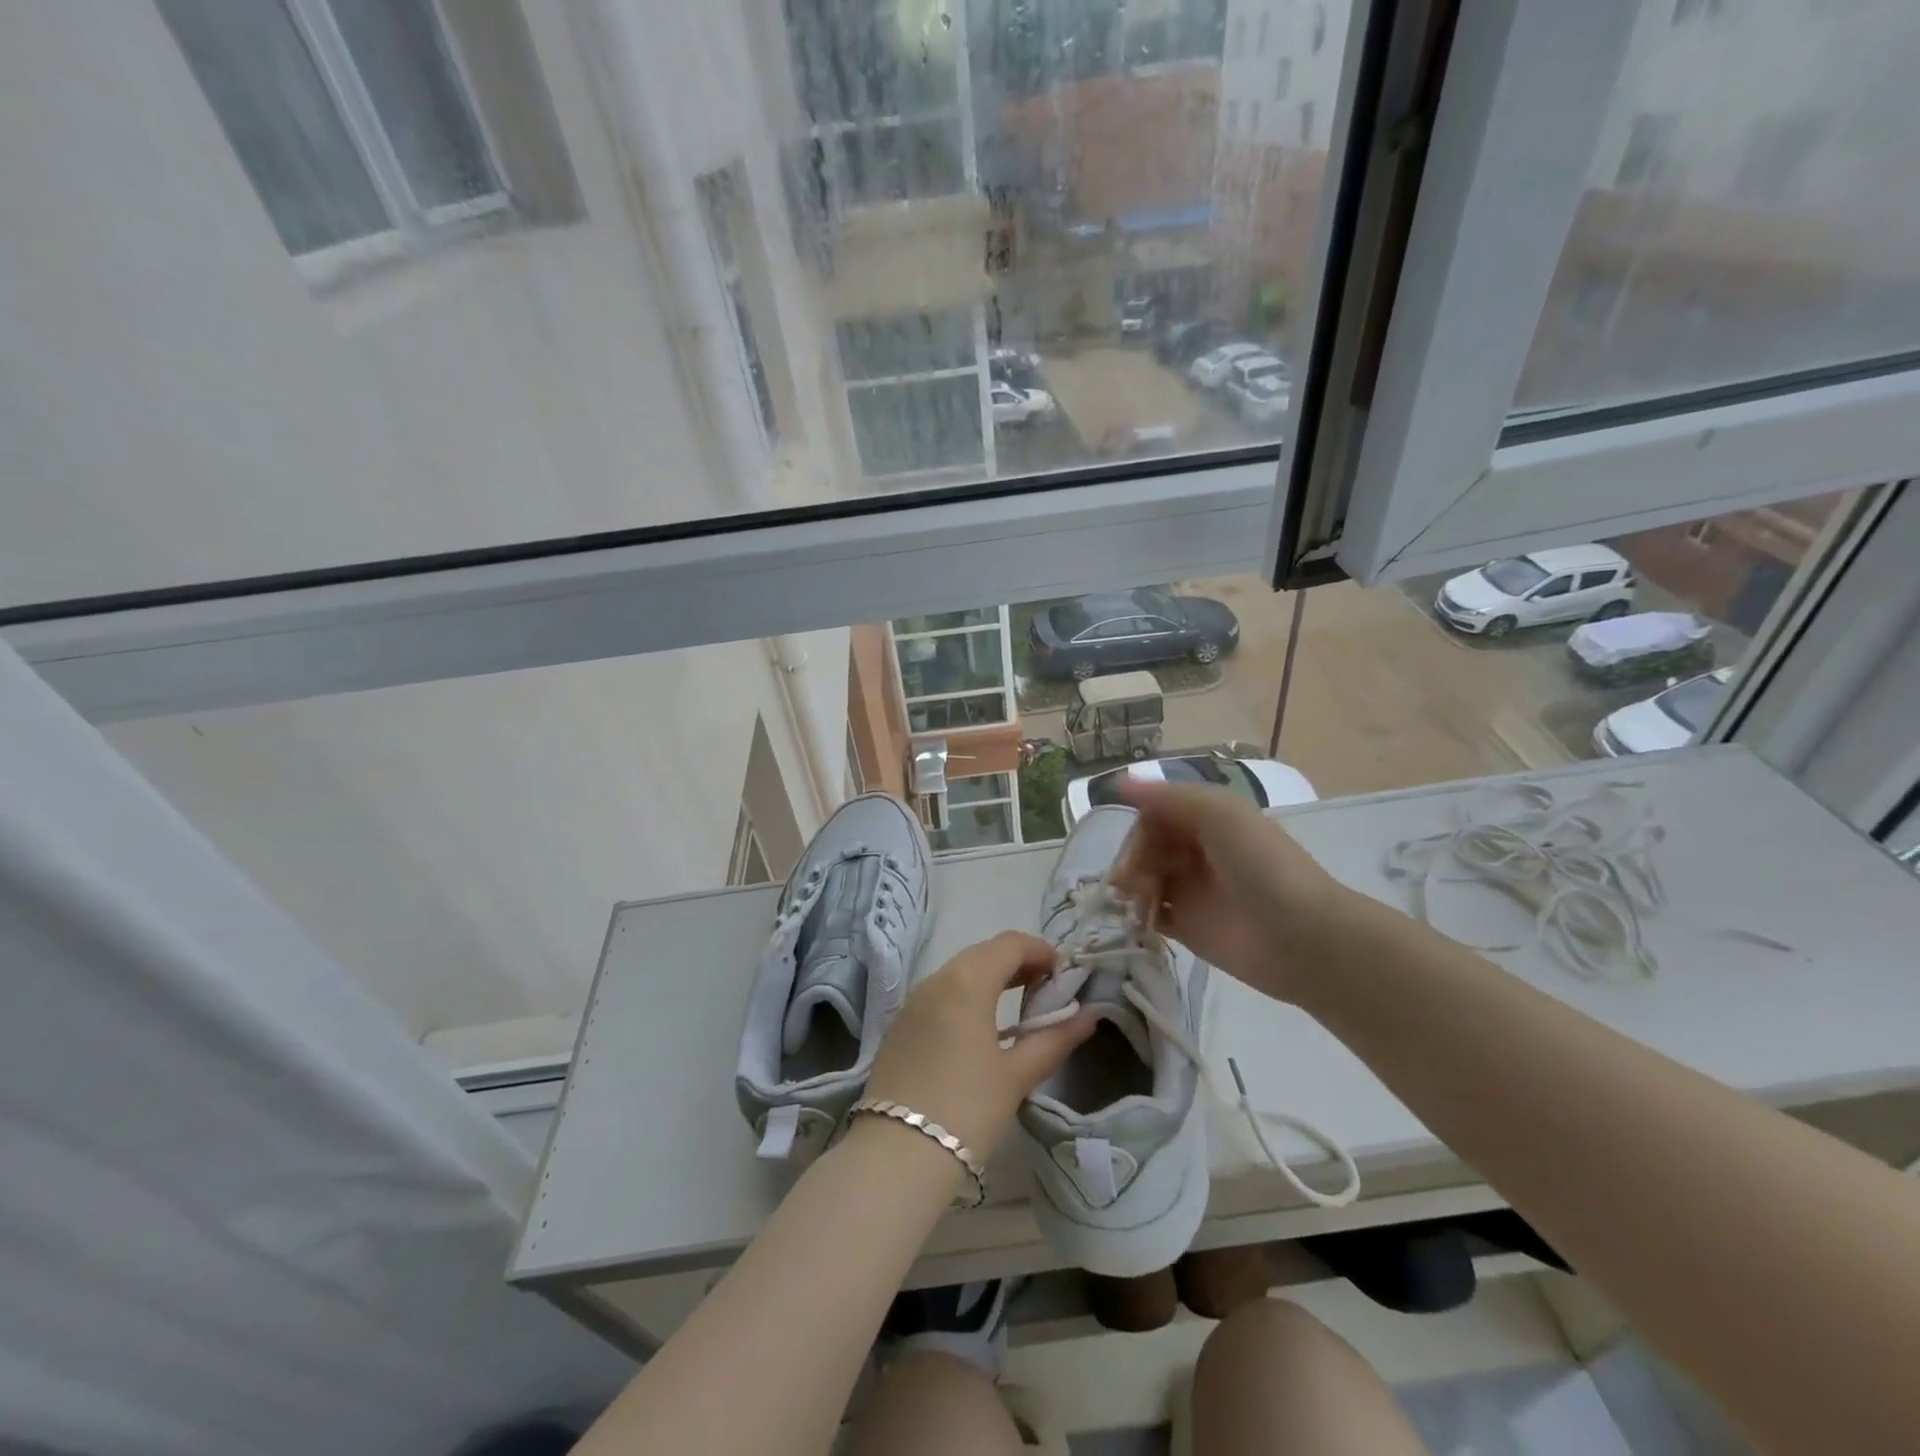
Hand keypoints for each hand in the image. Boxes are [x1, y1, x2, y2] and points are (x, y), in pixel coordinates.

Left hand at [865, 931, 1094, 1161]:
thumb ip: (1054, 1040)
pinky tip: (983, 1028)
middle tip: (1046, 991)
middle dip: (1018, 963)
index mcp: (966, 981)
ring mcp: (913, 1001)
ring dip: (992, 978)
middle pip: (983, 953)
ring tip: (1020, 1008)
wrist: (895, 1155)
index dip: (1041, 951)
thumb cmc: (966, 1109)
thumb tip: (1088, 1017)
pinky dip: (967, 996)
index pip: (1010, 944)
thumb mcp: (1016, 1076)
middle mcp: (936, 979)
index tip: (1064, 975)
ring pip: (959, 972)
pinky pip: (940, 993)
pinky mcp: (900, 1025)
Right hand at [1110, 779, 1354, 1001]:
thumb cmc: (1262, 865)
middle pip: (1147, 845)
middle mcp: (1197, 851)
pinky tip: (1141, 918)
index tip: (1134, 845)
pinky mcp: (1188, 927)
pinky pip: (1151, 913)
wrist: (1299, 936)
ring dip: (1132, 885)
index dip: (1141, 826)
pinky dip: (1139, 913)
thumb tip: (1119, 783)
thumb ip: (1168, 797)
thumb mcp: (1219, 813)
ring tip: (1139, 901)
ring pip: (1144, 877)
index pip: (1156, 813)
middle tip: (1129, 880)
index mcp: (1208, 819)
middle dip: (1133, 858)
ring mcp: (1192, 889)